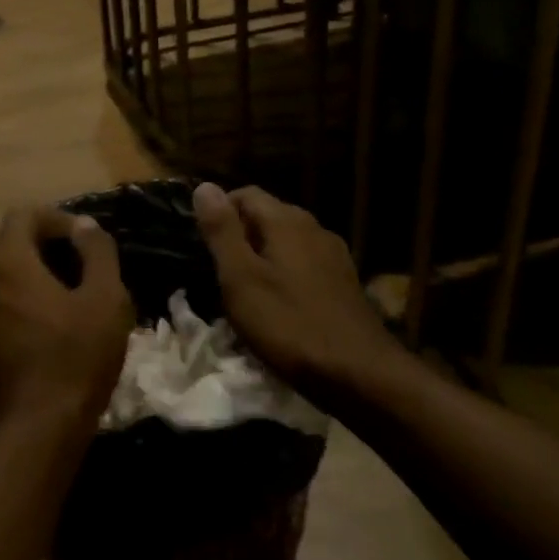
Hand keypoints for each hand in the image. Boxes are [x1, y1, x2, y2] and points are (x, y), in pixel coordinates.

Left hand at [0, 206, 134, 438]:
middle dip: (28, 239)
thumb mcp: (106, 301)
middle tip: (62, 258)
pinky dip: (1, 299)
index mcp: (9, 263)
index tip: (82, 238)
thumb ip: (97, 253)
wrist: (36, 430)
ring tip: (48, 289)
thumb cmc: (77, 359)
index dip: (54, 217)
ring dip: (12, 269)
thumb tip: (84, 226)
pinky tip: (28, 321)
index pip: (22, 215)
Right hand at [193, 182, 398, 406]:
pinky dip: (284, 273)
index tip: (200, 243)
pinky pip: (304, 264)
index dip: (219, 211)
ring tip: (243, 288)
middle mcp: (315, 228)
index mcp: (287, 221)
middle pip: (268, 216)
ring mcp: (334, 255)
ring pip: (287, 242)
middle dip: (240, 234)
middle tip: (216, 269)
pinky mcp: (344, 282)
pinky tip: (277, 302)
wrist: (358, 372)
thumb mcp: (241, 279)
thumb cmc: (289, 325)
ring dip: (262, 255)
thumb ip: (222, 232)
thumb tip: (203, 186)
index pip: (245, 194)